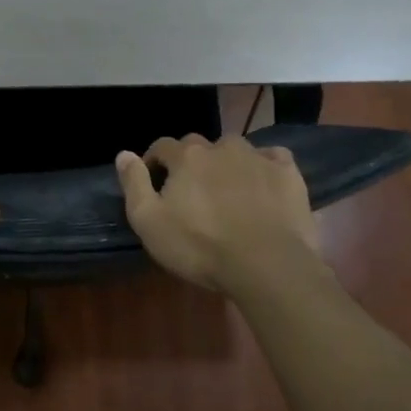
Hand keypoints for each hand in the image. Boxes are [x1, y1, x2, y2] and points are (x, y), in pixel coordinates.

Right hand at [115, 135, 320, 295]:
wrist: (266, 264)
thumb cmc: (200, 246)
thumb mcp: (149, 222)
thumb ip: (134, 184)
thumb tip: (123, 154)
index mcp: (186, 157)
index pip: (162, 146)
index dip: (154, 161)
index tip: (154, 181)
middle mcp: (221, 147)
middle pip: (199, 145)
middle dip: (191, 162)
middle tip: (191, 191)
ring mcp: (257, 157)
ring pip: (235, 149)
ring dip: (227, 162)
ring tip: (227, 189)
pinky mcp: (287, 173)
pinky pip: (272, 157)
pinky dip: (264, 166)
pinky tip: (263, 184)